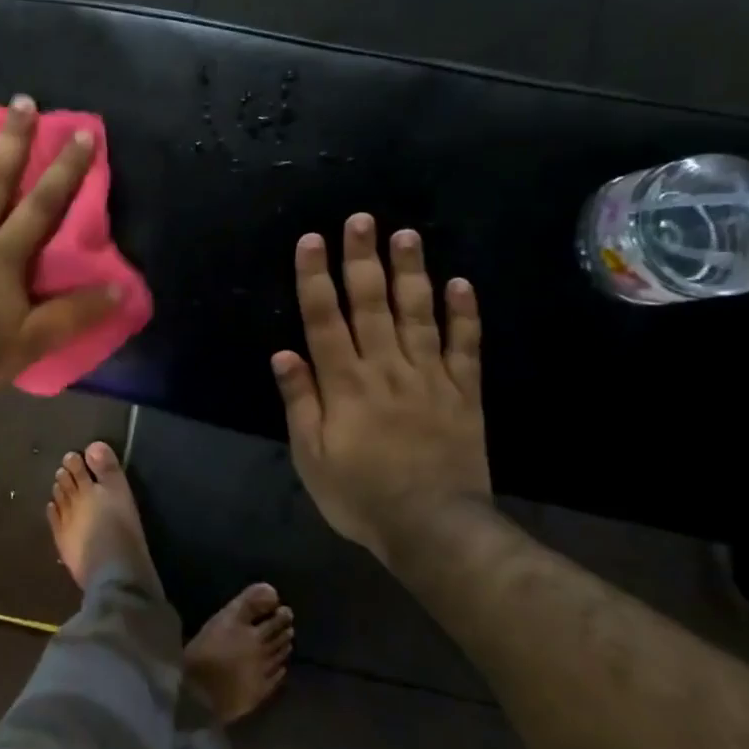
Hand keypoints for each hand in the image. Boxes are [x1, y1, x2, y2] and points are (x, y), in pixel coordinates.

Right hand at [271, 216, 489, 562]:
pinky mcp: (463, 393)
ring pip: (418, 315)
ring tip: (407, 235)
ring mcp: (429, 377)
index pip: (324, 319)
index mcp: (345, 383)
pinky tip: (461, 284)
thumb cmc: (360, 494)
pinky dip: (464, 315)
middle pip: (371, 305)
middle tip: (362, 219)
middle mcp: (386, 368)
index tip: (312, 240)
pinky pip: (465, 347)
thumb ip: (300, 402)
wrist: (433, 529)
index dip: (316, 278)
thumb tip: (283, 353)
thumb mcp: (311, 457)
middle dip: (362, 259)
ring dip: (410, 273)